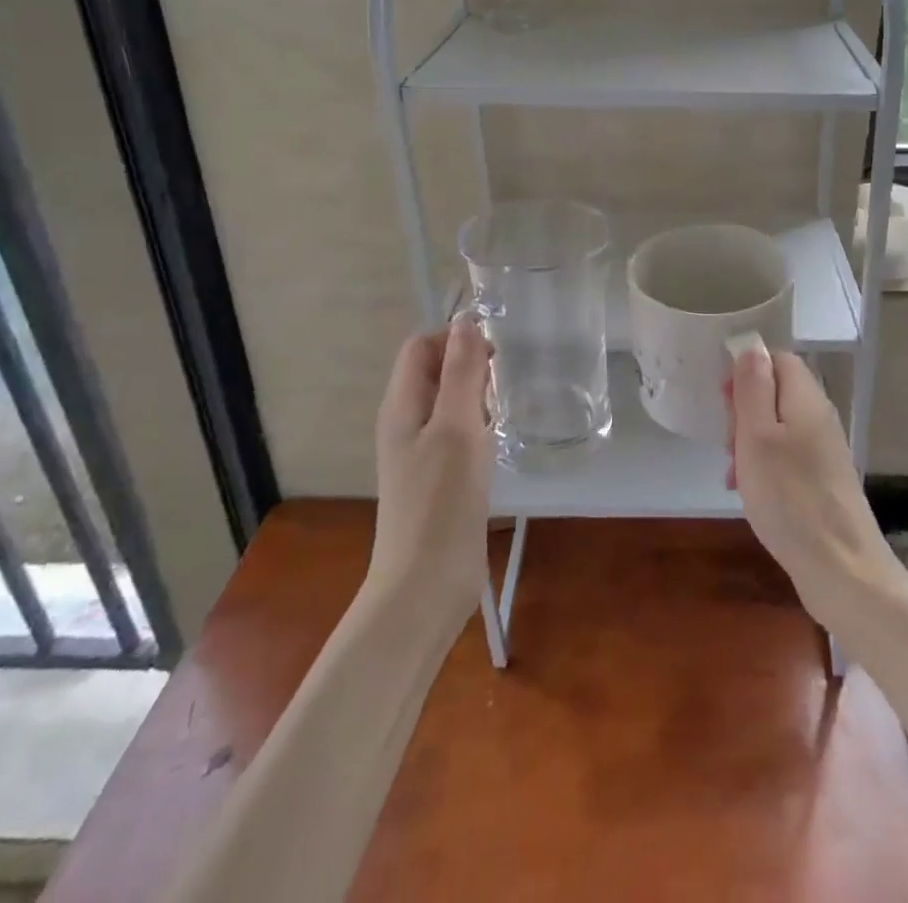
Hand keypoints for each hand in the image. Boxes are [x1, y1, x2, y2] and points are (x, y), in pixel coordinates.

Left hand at [367, 318, 495, 626]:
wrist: (426, 586)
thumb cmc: (440, 502)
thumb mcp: (456, 428)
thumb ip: (462, 373)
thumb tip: (466, 321)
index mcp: (401, 406)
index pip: (420, 347)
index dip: (453, 337)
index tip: (494, 351)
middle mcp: (407, 423)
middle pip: (434, 371)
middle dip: (469, 364)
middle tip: (504, 381)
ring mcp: (422, 453)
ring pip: (450, 403)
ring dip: (477, 395)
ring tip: (505, 407)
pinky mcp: (440, 478)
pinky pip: (458, 433)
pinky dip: (479, 425)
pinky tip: (500, 440)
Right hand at [727, 347, 903, 627]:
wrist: (841, 568)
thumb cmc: (790, 497)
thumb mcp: (757, 436)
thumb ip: (753, 387)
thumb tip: (751, 347)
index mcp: (806, 399)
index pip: (778, 359)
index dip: (747, 370)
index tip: (722, 401)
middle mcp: (819, 418)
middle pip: (776, 392)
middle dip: (744, 411)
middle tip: (728, 442)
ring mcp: (823, 451)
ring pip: (776, 428)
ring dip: (749, 443)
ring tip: (733, 473)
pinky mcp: (822, 480)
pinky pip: (785, 457)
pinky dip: (763, 467)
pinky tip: (749, 492)